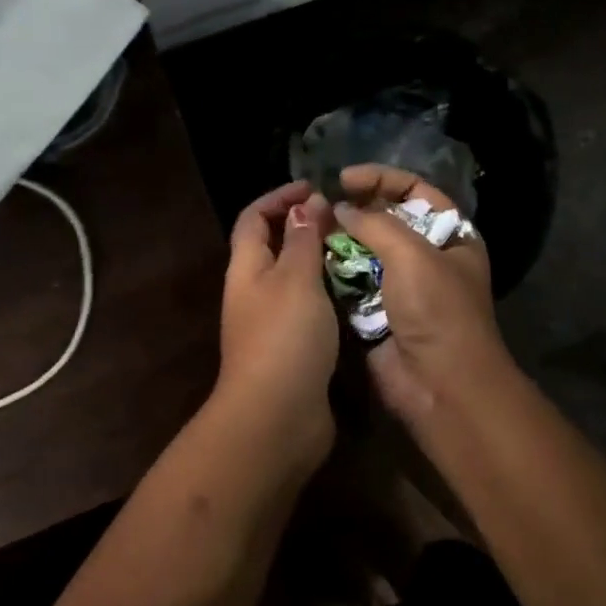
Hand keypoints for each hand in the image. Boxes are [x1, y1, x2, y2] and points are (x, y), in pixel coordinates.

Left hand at [218, 181, 339, 470]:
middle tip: (345, 220)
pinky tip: (358, 292)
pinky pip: (309, 308)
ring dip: (321, 261)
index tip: (315, 188)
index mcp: (246, 267)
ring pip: (295, 278)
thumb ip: (303, 239)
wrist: (277, 418)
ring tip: (359, 249)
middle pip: (273, 245)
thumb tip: (306, 203)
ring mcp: (270, 322)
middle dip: (304, 227)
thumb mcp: (296, 278)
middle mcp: (253, 290)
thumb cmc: (285, 336)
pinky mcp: (291, 349)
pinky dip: (329, 294)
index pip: (254, 217)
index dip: (279, 197)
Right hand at [334, 164, 508, 427]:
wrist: (441, 387)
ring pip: (364, 250)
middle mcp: (427, 256)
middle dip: (355, 208)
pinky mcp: (377, 311)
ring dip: (339, 239)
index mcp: (451, 236)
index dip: (382, 178)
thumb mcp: (413, 254)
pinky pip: (351, 281)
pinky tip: (311, 257)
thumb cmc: (438, 311)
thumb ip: (374, 222)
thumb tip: (340, 208)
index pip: (415, 191)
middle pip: (386, 218)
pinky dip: (333, 269)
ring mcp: (401, 285)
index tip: (345, 178)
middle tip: (322, 202)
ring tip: (310, 227)